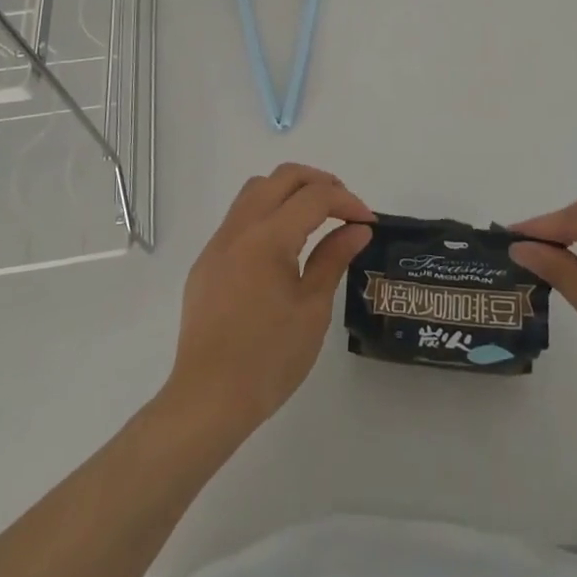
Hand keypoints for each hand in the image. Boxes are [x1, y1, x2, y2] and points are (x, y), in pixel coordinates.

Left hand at [162, 163, 373, 438]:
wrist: (208, 400)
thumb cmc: (268, 359)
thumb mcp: (312, 310)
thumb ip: (333, 259)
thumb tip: (357, 229)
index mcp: (268, 237)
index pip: (314, 196)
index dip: (347, 201)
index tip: (369, 222)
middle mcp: (240, 227)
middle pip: (283, 177)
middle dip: (319, 182)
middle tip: (345, 208)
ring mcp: (218, 242)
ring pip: (256, 189)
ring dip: (290, 190)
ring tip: (316, 216)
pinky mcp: (207, 261)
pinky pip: (240, 216)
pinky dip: (267, 212)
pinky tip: (282, 244)